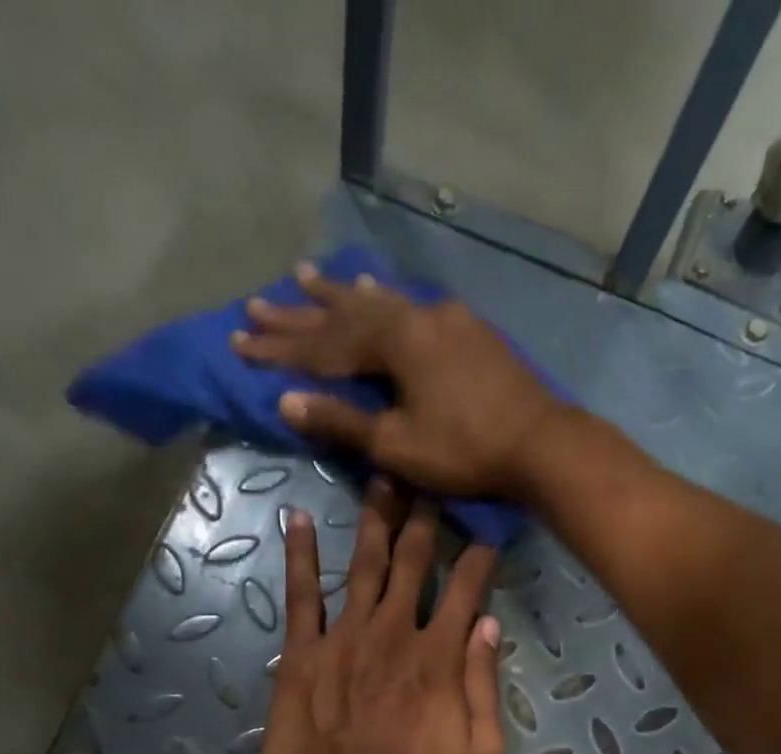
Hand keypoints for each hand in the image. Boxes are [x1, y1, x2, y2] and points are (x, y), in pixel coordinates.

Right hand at [231, 263, 567, 500]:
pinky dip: (385, 302)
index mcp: (395, 340)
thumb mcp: (397, 444)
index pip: (323, 344)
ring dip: (341, 294)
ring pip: (381, 301)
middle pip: (346, 313)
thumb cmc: (465, 450)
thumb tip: (285, 402)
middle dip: (300, 312)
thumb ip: (342, 421)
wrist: (541, 444)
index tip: (238, 340)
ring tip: (308, 276)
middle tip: (258, 300)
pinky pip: (413, 307)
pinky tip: (380, 295)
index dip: (279, 347)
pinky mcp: (470, 332)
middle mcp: (417, 316)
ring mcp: (447, 320)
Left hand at [261, 482, 504, 753]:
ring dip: (375, 520)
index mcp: (440, 658)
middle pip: (413, 564)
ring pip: (364, 565)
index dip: (479, 557)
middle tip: (429, 478)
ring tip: (382, 478)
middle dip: (425, 519)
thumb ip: (484, 686)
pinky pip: (302, 595)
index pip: (466, 591)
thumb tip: (488, 627)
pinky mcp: (302, 655)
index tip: (487, 527)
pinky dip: (301, 555)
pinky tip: (300, 519)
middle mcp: (394, 633)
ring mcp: (344, 638)